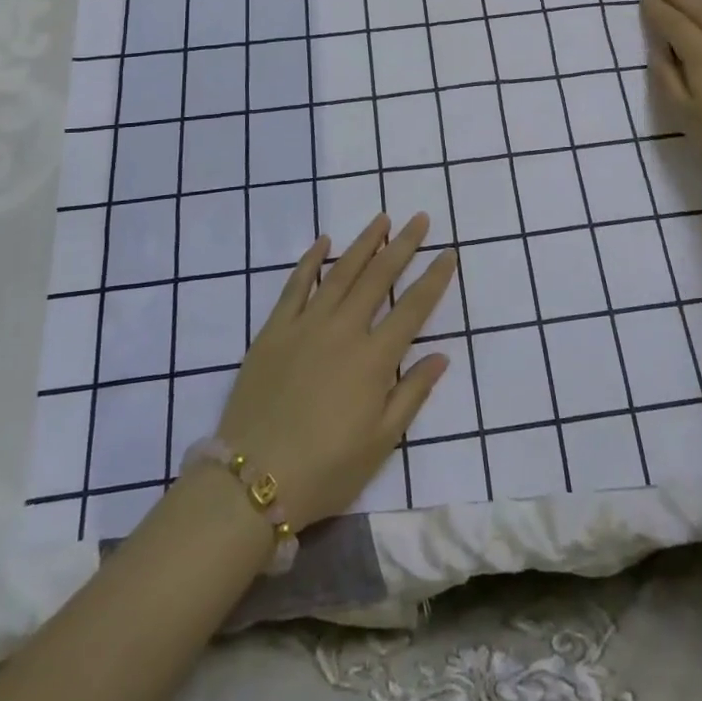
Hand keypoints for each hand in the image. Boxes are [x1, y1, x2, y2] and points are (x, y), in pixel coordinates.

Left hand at [215, 215, 456, 529]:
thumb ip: (412, 394)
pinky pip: (295, 285)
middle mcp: (344, 330)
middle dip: (403, 245)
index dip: (434, 278)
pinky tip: (323, 242)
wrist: (253, 481)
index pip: (413, 308)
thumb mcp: (381, 443)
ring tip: (381, 219)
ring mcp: (306, 325)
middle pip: (379, 277)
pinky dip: (310, 260)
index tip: (448, 253)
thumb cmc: (325, 469)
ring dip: (363, 243)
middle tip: (419, 219)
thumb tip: (441, 355)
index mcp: (374, 359)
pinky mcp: (274, 330)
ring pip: (340, 272)